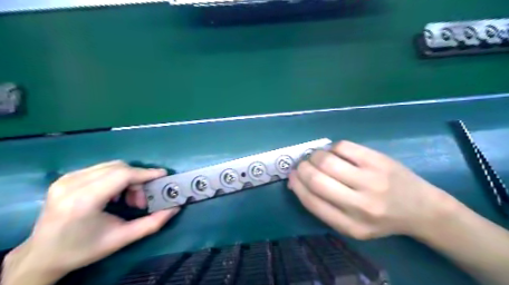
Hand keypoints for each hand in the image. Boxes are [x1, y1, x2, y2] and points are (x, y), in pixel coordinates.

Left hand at [1, 161, 178, 284]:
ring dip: (128, 178)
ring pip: (112, 166)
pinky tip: (114, 194)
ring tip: (128, 198)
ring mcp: (66, 179)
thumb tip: (175, 207)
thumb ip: (153, 223)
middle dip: (138, 179)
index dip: (146, 173)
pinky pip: (101, 169)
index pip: (122, 175)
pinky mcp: (65, 178)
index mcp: (84, 201)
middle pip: (119, 168)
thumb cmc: (84, 249)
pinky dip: (115, 178)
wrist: (41, 256)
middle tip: (142, 199)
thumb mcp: (122, 238)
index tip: (163, 176)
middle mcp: (72, 184)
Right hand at [288, 141, 454, 240]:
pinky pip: (342, 146)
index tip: (292, 176)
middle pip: (316, 179)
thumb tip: (295, 181)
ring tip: (318, 158)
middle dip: (302, 168)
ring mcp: (371, 179)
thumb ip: (323, 206)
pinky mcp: (378, 160)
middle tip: (302, 164)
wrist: (422, 209)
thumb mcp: (351, 225)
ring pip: (327, 160)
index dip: (296, 184)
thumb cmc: (381, 219)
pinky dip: (332, 148)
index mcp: (350, 225)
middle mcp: (360, 205)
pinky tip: (336, 153)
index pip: (311, 201)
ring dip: (314, 156)